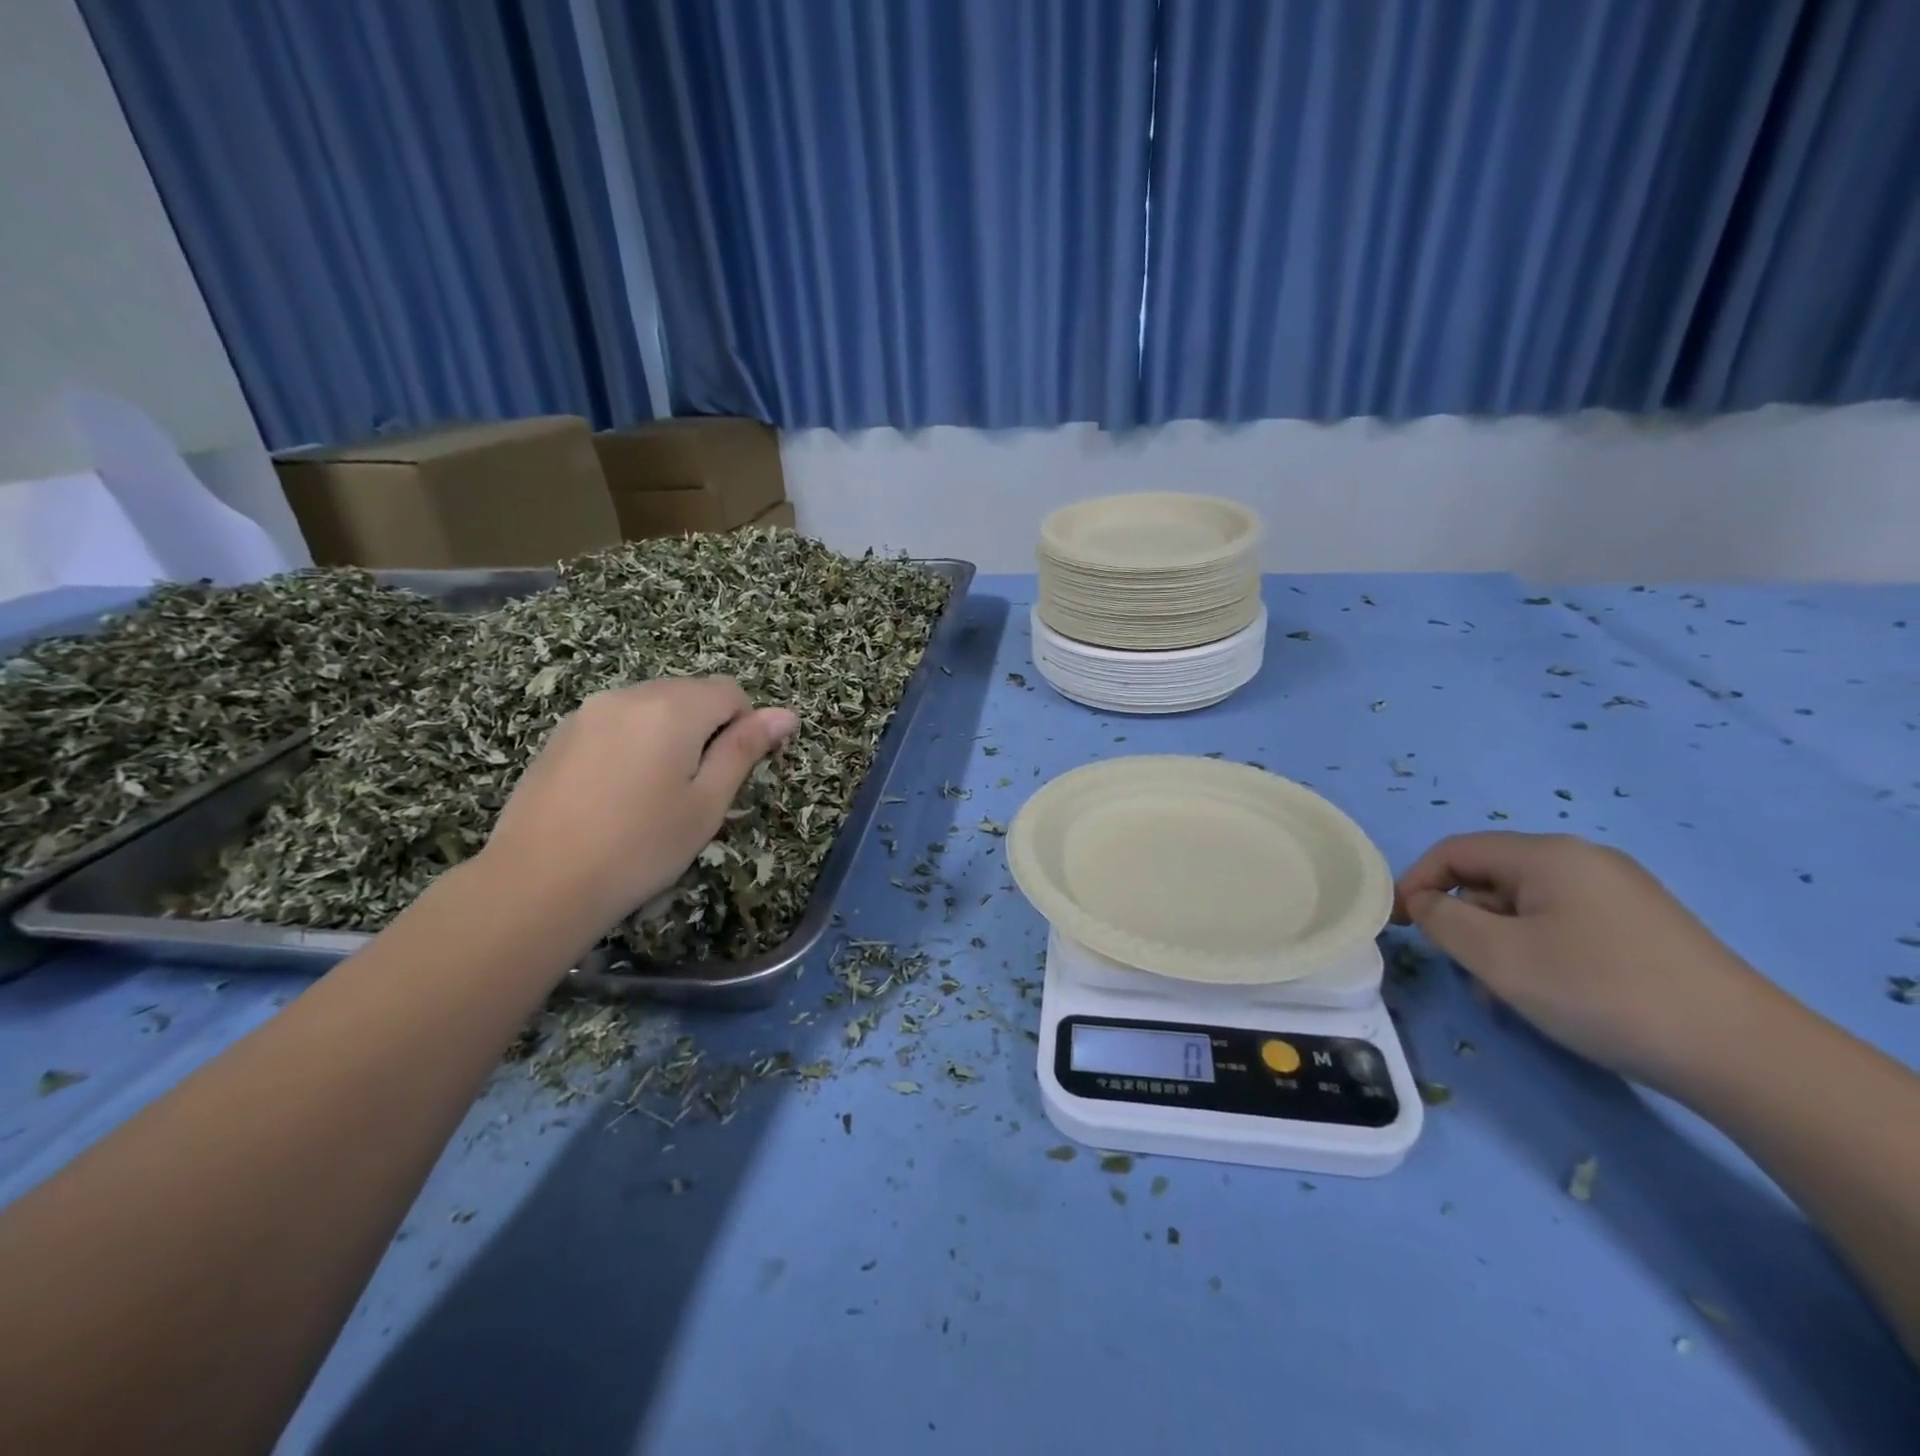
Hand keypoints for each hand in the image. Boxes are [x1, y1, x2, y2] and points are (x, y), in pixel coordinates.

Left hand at [479, 678, 797, 938]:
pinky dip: (633, 743)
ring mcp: (589, 712)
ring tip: (654, 794)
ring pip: (651, 707)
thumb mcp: (707, 803)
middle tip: (696, 789)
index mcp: (672, 708)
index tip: (730, 774)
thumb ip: (744, 750)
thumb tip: (786, 714)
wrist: (538, 883)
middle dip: (706, 729)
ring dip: (669, 735)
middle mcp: (630, 695)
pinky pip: (616, 722)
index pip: (730, 691)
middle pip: (689, 693)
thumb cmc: (641, 846)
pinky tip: (617, 794)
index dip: (744, 727)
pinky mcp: (561, 734)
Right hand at [1393, 832, 1767, 1091]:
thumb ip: (1442, 919)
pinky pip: (1564, 925)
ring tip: (1505, 996)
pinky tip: (1549, 996)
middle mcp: (1583, 861)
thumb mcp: (1498, 956)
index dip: (1415, 882)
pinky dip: (1538, 952)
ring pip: (1526, 907)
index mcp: (1546, 855)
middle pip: (1491, 878)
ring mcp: (1620, 894)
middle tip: (1460, 970)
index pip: (1454, 851)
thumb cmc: (1599, 991)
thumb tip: (1424, 902)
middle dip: (1463, 921)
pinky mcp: (1644, 928)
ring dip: (1499, 944)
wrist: (1743, 1053)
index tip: (1397, 925)